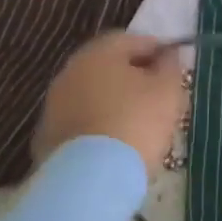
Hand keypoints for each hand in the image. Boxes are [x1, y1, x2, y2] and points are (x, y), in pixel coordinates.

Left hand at [34, 33, 185, 176]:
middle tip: (158, 98)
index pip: (133, 40)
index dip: (157, 51)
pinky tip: (115, 145)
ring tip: (138, 125)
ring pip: (93, 95)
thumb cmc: (136, 122)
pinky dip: (98, 127)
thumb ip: (170, 67)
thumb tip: (167, 55)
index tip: (174, 69)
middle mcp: (71, 71)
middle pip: (109, 67)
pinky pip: (81, 123)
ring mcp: (54, 105)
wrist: (89, 180)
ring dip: (113, 103)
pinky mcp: (47, 137)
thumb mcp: (167, 91)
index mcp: (100, 52)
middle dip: (133, 78)